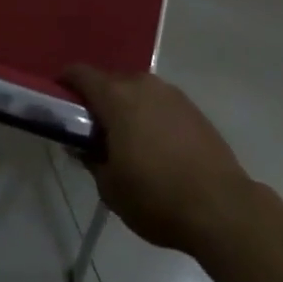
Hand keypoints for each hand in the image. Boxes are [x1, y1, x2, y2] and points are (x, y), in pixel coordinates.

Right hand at [62, 66, 250, 252]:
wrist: (222, 208)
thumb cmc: (156, 197)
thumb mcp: (110, 188)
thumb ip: (91, 160)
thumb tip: (83, 147)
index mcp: (116, 97)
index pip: (80, 73)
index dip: (66, 83)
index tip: (60, 101)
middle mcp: (142, 84)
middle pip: (110, 81)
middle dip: (99, 101)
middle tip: (94, 132)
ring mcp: (171, 93)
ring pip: (137, 92)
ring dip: (127, 108)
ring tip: (128, 141)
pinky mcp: (193, 108)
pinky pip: (160, 104)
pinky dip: (151, 116)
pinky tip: (156, 147)